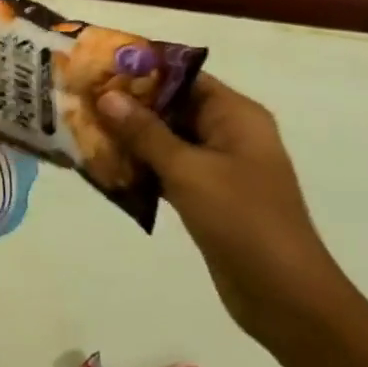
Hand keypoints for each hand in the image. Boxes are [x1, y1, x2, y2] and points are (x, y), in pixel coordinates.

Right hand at [97, 73, 353, 343]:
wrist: (287, 299)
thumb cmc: (243, 220)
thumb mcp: (189, 171)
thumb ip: (145, 132)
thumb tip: (106, 95)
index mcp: (235, 115)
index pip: (183, 75)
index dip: (141, 69)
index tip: (97, 67)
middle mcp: (228, 132)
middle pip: (171, 105)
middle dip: (128, 104)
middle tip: (81, 98)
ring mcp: (218, 166)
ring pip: (165, 138)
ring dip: (129, 136)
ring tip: (82, 127)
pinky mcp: (207, 195)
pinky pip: (166, 168)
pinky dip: (139, 166)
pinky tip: (102, 166)